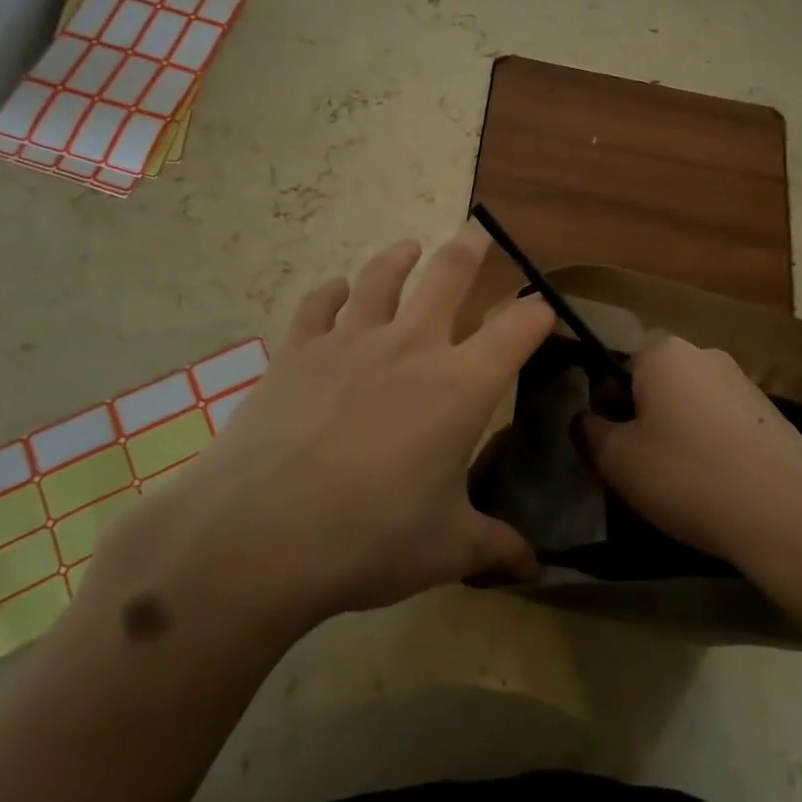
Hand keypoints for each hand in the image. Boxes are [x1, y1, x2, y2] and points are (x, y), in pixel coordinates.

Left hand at [101, 224, 553, 633]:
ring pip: (380, 278)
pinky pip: (317, 305)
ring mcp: (349, 342)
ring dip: (398, 258)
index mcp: (460, 385)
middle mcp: (411, 347)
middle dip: (469, 250)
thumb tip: (534, 568)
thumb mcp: (446, 550)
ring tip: (407, 247)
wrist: (258, 536)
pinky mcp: (296, 351)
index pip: (518, 329)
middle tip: (477, 233)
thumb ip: (495, 548)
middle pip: (448, 276)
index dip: (537, 313)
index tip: (544, 310)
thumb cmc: (369, 539)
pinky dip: (330, 293)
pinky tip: (334, 292)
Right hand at [582, 336, 801, 570]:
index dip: (609, 411)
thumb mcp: (617, 459)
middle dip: (645, 421)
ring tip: (685, 485)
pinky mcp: (773, 415)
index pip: (618, 371)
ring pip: (691, 406)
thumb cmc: (687, 476)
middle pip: (656, 386)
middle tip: (645, 470)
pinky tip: (721, 487)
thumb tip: (587, 418)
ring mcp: (744, 382)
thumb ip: (589, 431)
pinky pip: (725, 424)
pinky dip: (714, 448)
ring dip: (680, 435)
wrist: (787, 516)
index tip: (616, 450)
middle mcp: (705, 354)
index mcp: (664, 352)